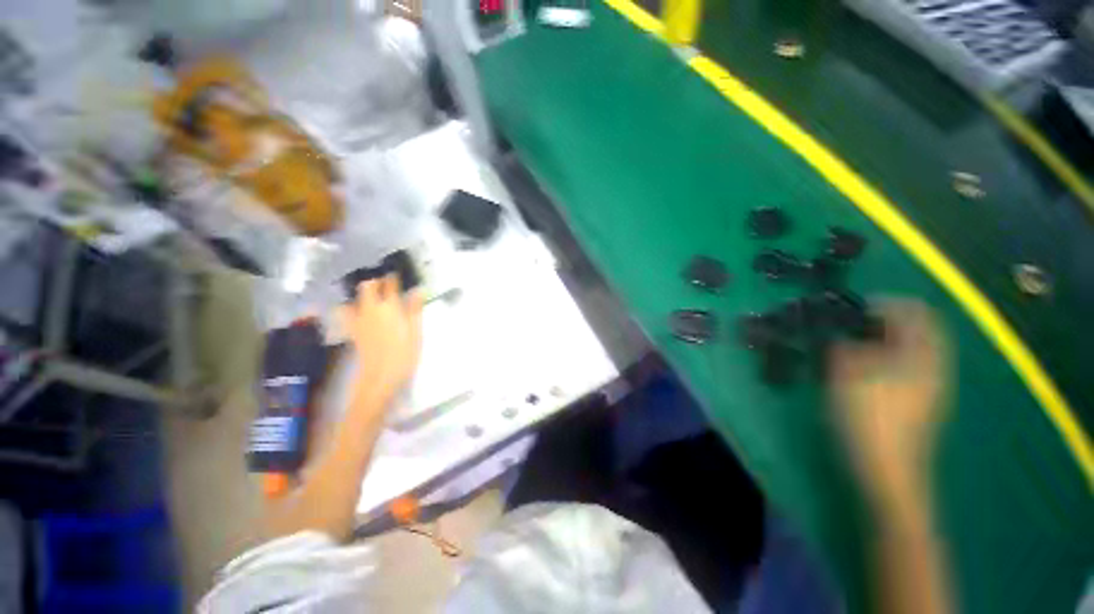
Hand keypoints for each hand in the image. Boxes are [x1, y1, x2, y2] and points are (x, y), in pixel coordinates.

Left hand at [337, 275, 424, 403]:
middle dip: (375, 282)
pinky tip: (361, 312)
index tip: (399, 275)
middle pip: (366, 286)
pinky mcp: (353, 330)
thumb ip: (415, 310)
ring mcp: (358, 319)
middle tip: (387, 285)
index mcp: (389, 307)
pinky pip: (347, 312)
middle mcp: (370, 309)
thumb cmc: (404, 354)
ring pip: (354, 298)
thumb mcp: (416, 332)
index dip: (393, 278)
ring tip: (372, 297)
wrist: (380, 377)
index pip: (389, 284)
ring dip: (362, 294)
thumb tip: (418, 291)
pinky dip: (352, 307)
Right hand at [829, 301, 948, 510]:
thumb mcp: (846, 374)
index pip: (915, 311)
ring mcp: (929, 384)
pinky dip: (885, 357)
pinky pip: (906, 365)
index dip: (885, 303)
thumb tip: (839, 333)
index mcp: (922, 354)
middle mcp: (933, 364)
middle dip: (884, 320)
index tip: (853, 308)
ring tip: (850, 345)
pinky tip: (861, 369)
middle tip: (850, 325)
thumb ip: (843, 345)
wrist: (887, 469)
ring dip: (883, 339)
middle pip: (917, 328)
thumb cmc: (868, 417)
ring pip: (911, 347)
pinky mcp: (919, 400)